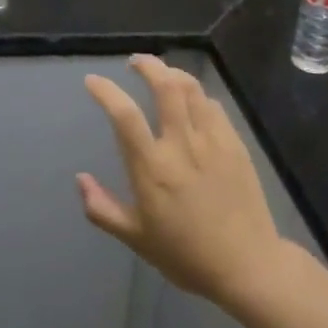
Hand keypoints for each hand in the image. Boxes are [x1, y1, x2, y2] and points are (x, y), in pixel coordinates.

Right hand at [80, 55, 290, 309]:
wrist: (247, 265)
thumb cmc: (186, 255)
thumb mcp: (136, 239)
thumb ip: (102, 208)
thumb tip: (80, 179)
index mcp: (153, 168)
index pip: (124, 116)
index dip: (106, 91)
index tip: (93, 81)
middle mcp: (182, 145)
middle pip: (165, 86)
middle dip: (148, 65)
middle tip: (134, 62)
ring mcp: (212, 141)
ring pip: (192, 89)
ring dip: (173, 74)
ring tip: (162, 74)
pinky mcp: (234, 143)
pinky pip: (213, 106)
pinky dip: (197, 96)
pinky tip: (192, 102)